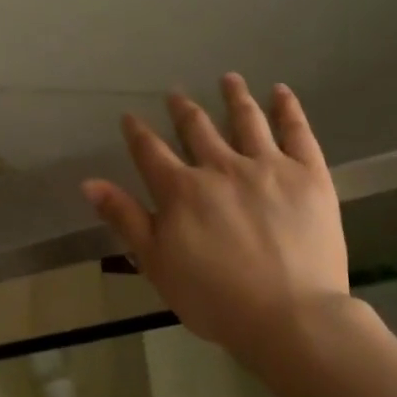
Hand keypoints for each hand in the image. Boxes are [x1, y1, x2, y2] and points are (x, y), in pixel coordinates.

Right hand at [82, 74, 349, 368]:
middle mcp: (220, 166)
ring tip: (228, 78)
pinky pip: (296, 131)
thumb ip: (125, 218)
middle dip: (183, 109)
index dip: (137, 132)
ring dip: (234, 96)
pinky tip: (279, 91)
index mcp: (181, 189)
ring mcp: (266, 166)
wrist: (291, 318)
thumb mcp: (157, 264)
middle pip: (197, 127)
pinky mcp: (307, 174)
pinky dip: (286, 108)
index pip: (150, 150)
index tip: (130, 117)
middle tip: (176, 93)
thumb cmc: (216, 299)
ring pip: (245, 119)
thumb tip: (89, 182)